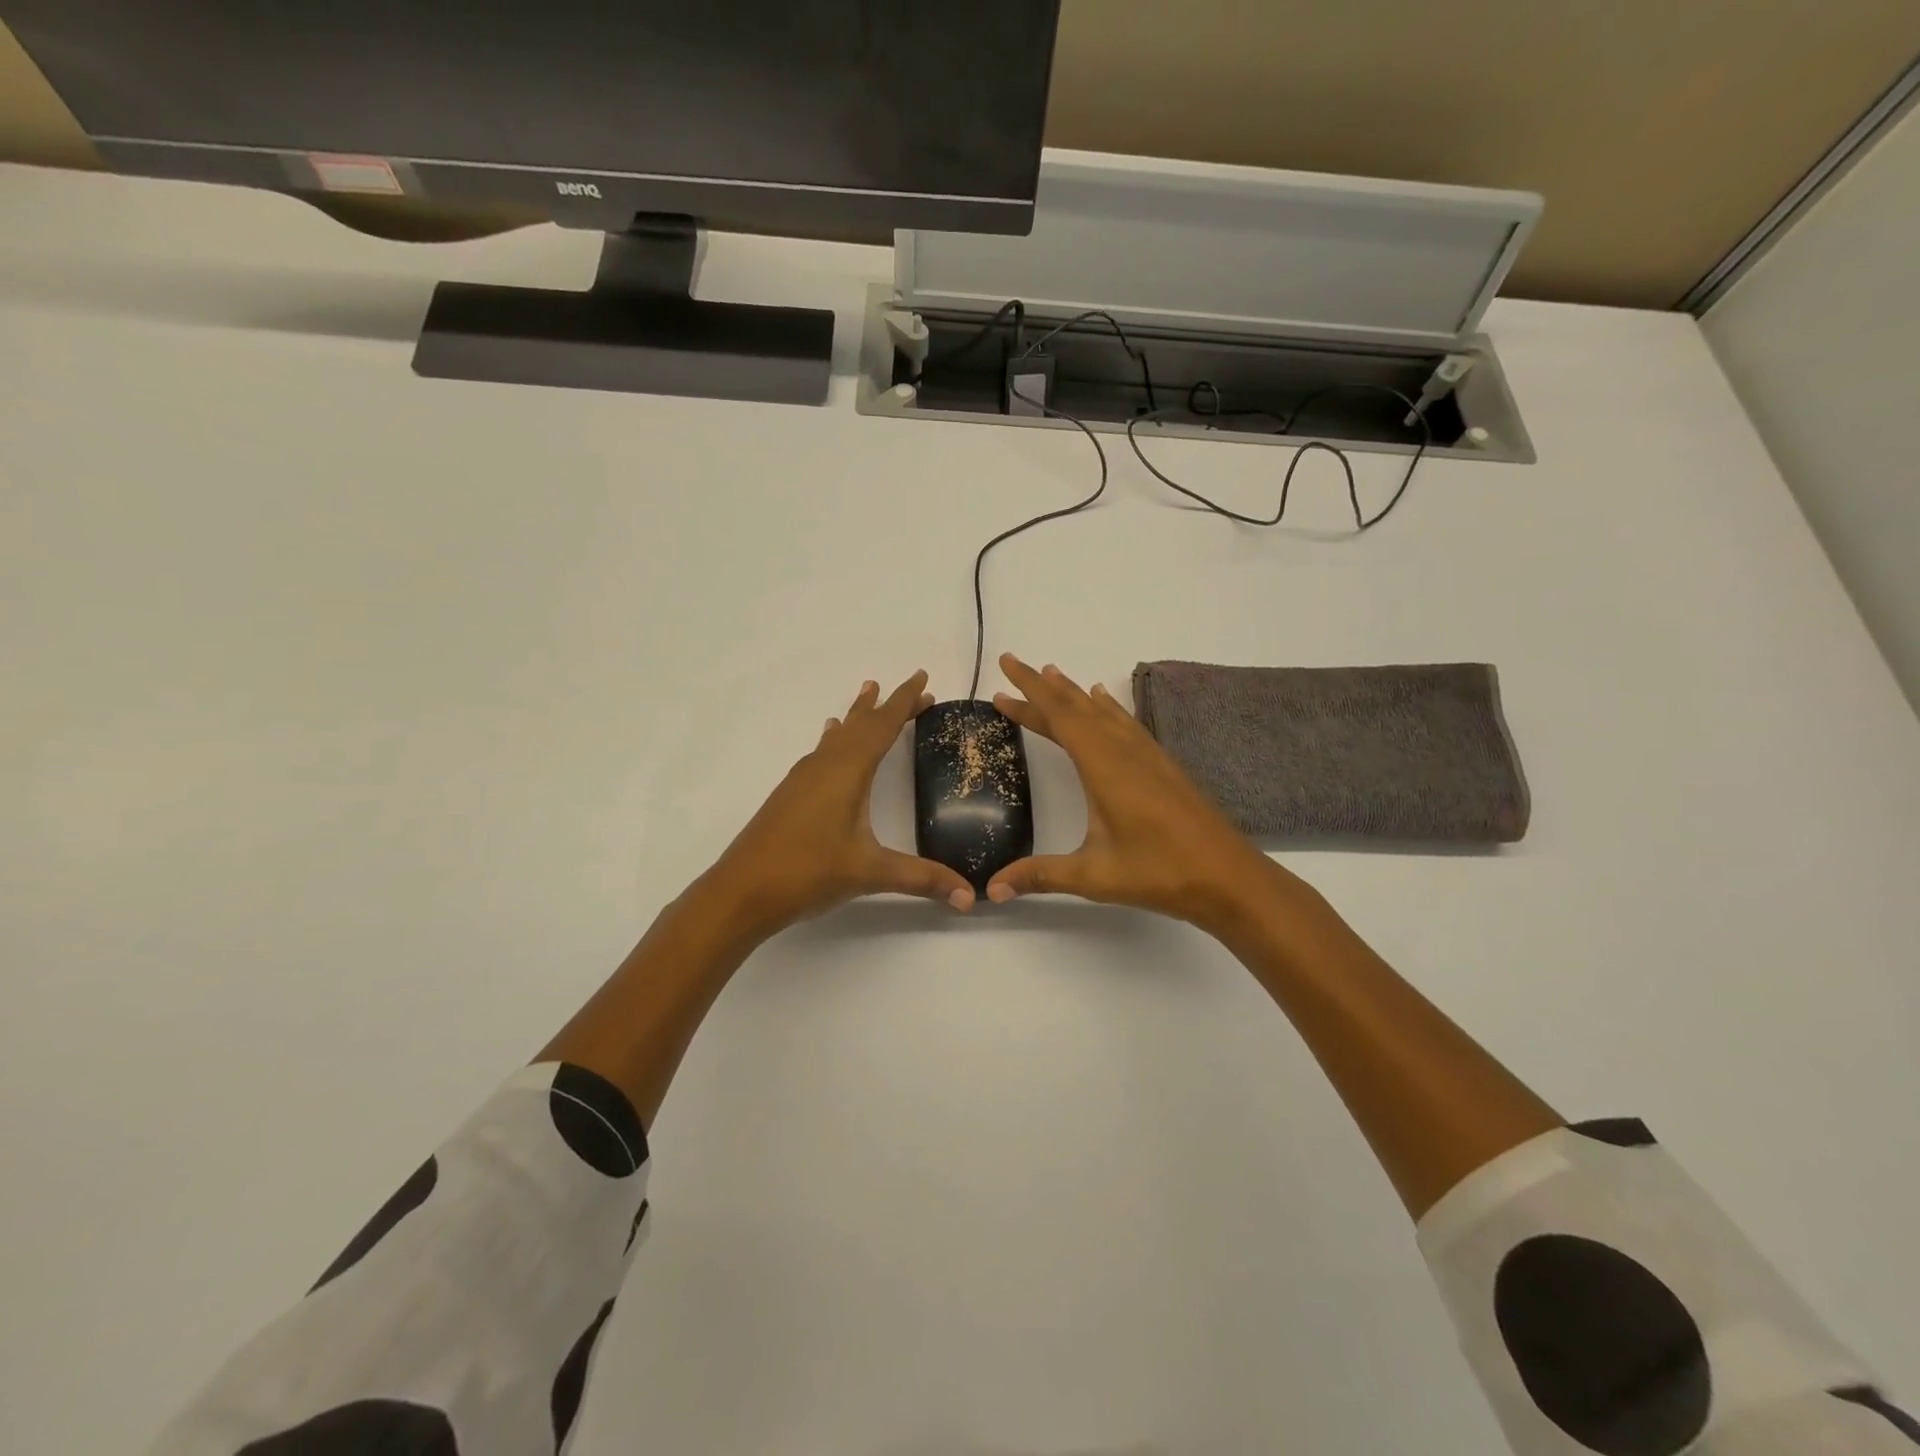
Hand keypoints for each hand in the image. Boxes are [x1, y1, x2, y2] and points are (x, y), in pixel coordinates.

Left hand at [705, 670, 975, 935]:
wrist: (741, 891)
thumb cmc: (808, 873)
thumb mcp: (870, 873)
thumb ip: (922, 879)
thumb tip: (969, 896)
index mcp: (847, 771)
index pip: (883, 726)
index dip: (904, 701)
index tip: (922, 679)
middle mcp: (824, 765)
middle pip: (861, 725)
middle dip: (887, 706)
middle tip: (912, 690)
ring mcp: (803, 779)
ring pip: (837, 736)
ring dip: (858, 717)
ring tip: (867, 696)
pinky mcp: (790, 795)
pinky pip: (821, 752)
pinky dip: (836, 739)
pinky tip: (830, 742)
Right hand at [986, 654, 1287, 930]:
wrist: (1230, 877)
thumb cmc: (1160, 873)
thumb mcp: (1094, 875)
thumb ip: (1040, 875)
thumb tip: (989, 890)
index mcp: (1104, 766)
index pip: (1060, 717)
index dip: (1029, 694)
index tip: (1005, 671)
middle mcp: (1124, 750)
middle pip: (1077, 706)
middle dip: (1042, 685)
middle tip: (1013, 664)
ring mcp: (1147, 755)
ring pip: (1103, 711)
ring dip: (1073, 693)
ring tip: (1051, 674)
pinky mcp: (1163, 765)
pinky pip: (1126, 722)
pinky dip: (1107, 707)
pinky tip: (1104, 702)